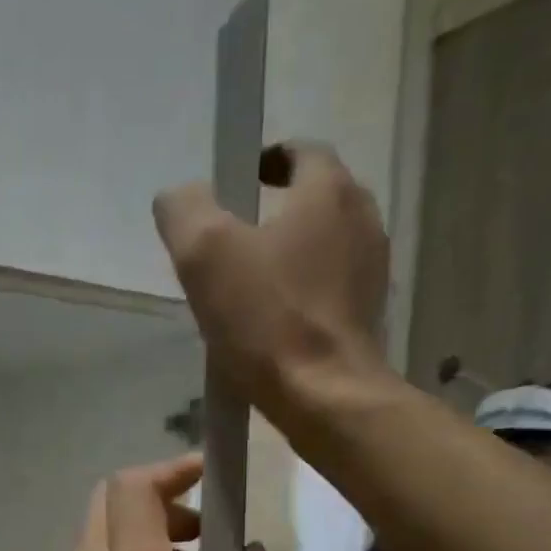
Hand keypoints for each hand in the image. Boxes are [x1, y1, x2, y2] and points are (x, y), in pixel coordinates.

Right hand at [152, 142, 389, 414]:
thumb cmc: (268, 321)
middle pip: (314, 199)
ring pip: (324, 247)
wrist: (326, 398)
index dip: (263, 163)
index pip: (299, 151)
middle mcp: (362, 219)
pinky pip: (331, 289)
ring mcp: (372, 271)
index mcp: (329, 190)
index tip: (234, 190)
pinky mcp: (369, 316)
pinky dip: (304, 294)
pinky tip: (274, 326)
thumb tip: (178, 198)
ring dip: (289, 257)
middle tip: (233, 245)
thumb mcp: (205, 255)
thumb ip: (184, 211)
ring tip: (250, 290)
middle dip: (274, 213)